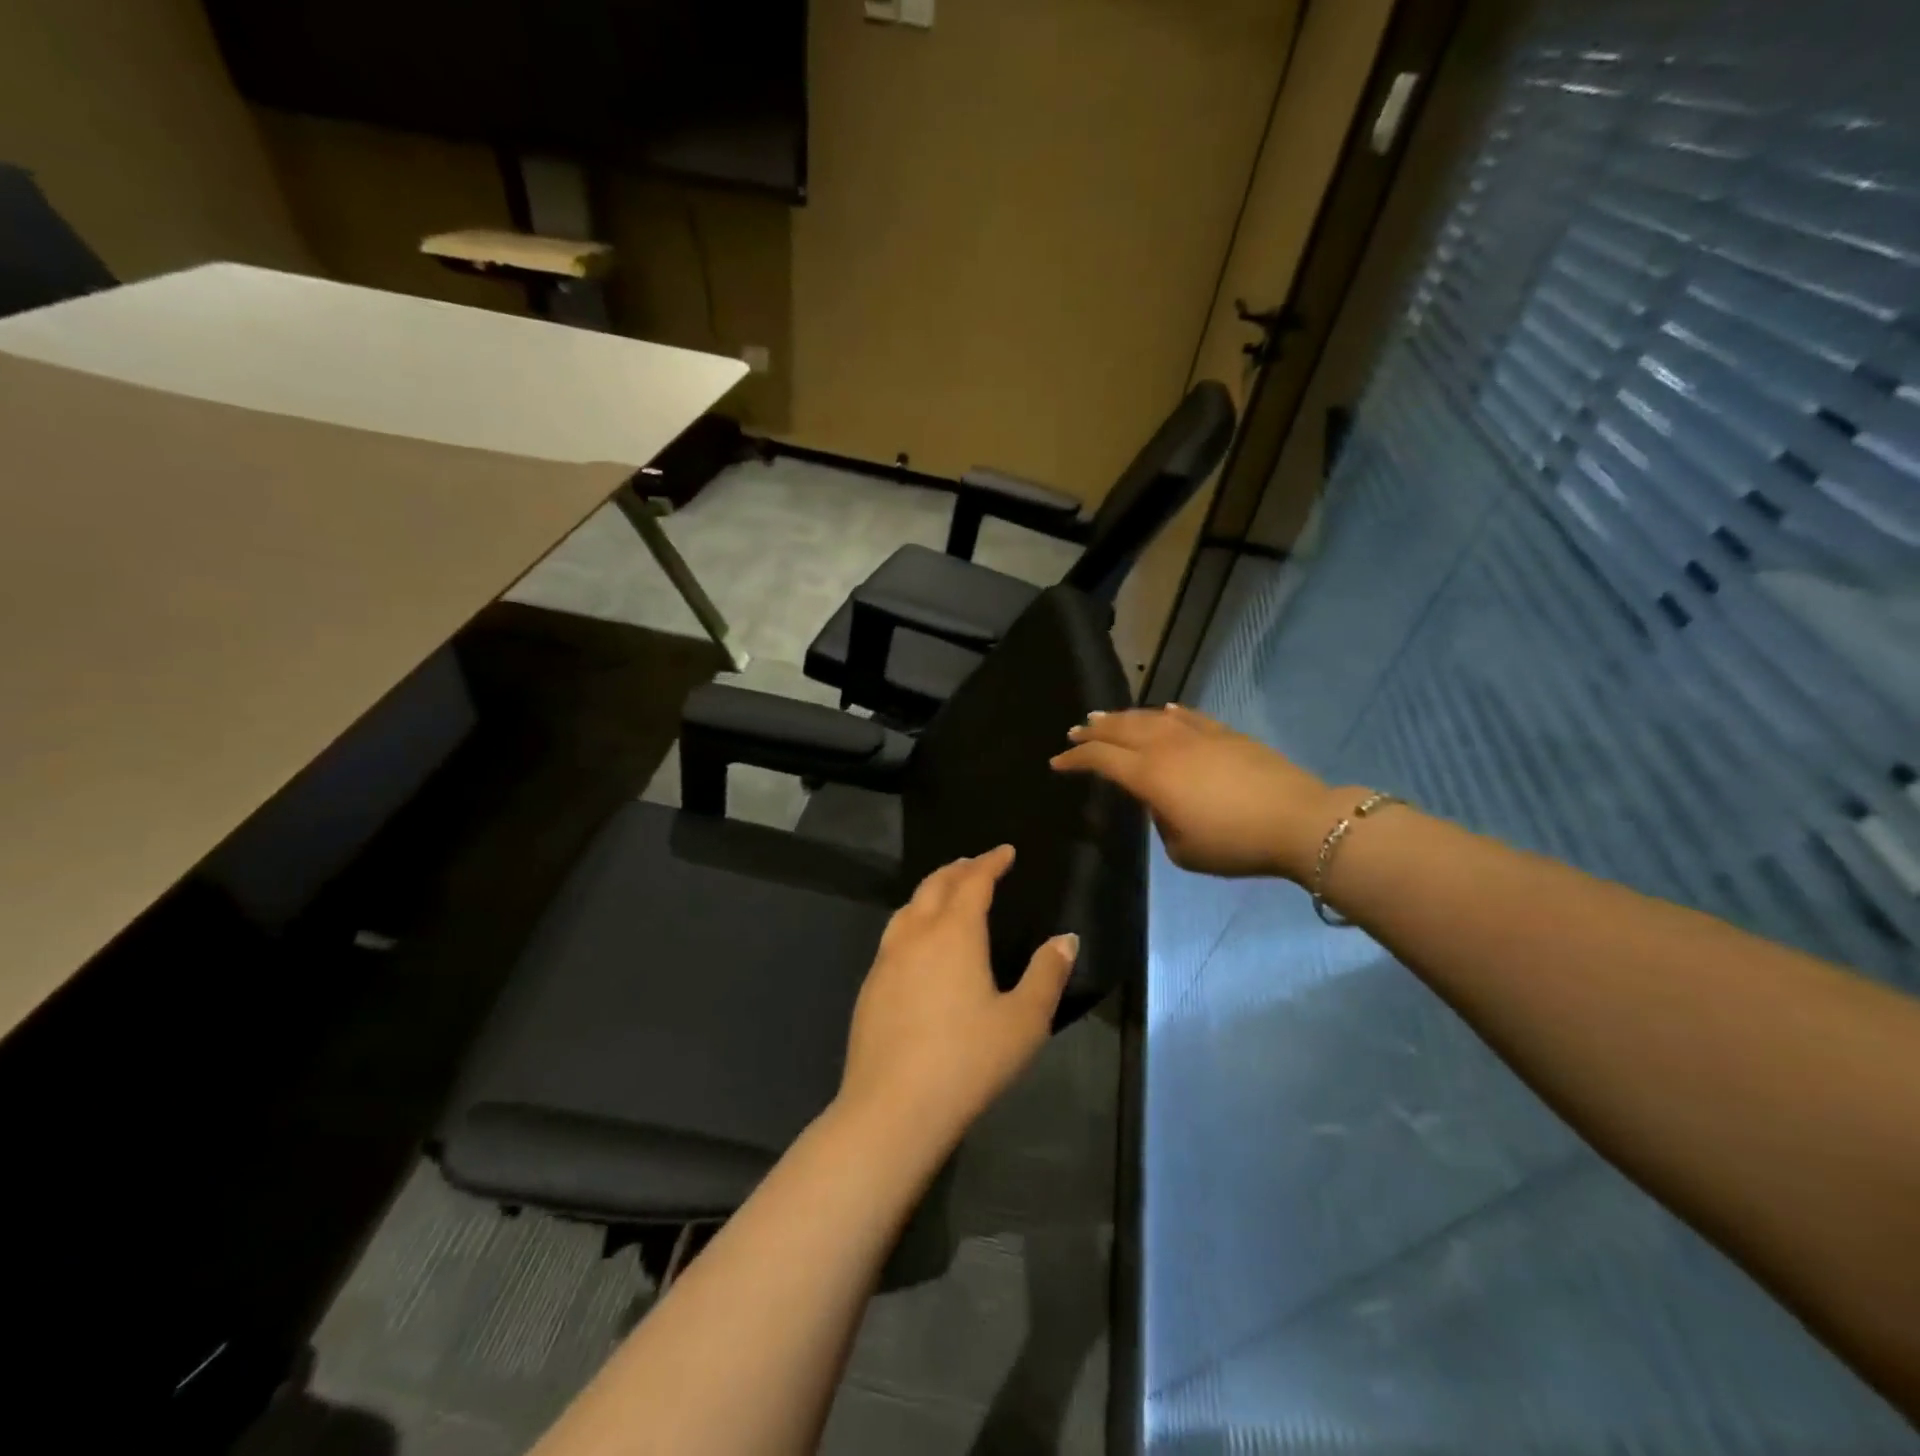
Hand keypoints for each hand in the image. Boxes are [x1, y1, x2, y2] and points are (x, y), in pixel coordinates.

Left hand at [837, 846, 1078, 1153]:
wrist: (892, 1107)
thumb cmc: (968, 1061)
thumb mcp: (1023, 1021)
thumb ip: (1046, 974)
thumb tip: (1065, 939)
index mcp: (954, 933)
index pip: (973, 882)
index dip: (991, 862)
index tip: (1005, 852)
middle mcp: (916, 934)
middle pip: (935, 885)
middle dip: (959, 869)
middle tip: (977, 864)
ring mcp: (886, 959)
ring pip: (908, 907)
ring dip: (931, 891)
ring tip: (947, 893)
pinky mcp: (869, 986)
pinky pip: (894, 935)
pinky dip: (913, 920)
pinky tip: (918, 943)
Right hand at [1051, 704, 1350, 881]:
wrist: (1298, 821)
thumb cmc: (1233, 843)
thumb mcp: (1182, 849)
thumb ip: (1160, 822)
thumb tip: (1161, 802)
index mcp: (1149, 775)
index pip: (1101, 759)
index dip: (1075, 759)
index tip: (1057, 762)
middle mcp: (1166, 746)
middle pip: (1120, 729)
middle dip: (1094, 730)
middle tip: (1075, 731)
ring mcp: (1197, 734)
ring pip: (1150, 717)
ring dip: (1123, 717)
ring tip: (1106, 718)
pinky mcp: (1224, 733)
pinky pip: (1186, 716)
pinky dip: (1167, 712)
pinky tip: (1162, 710)